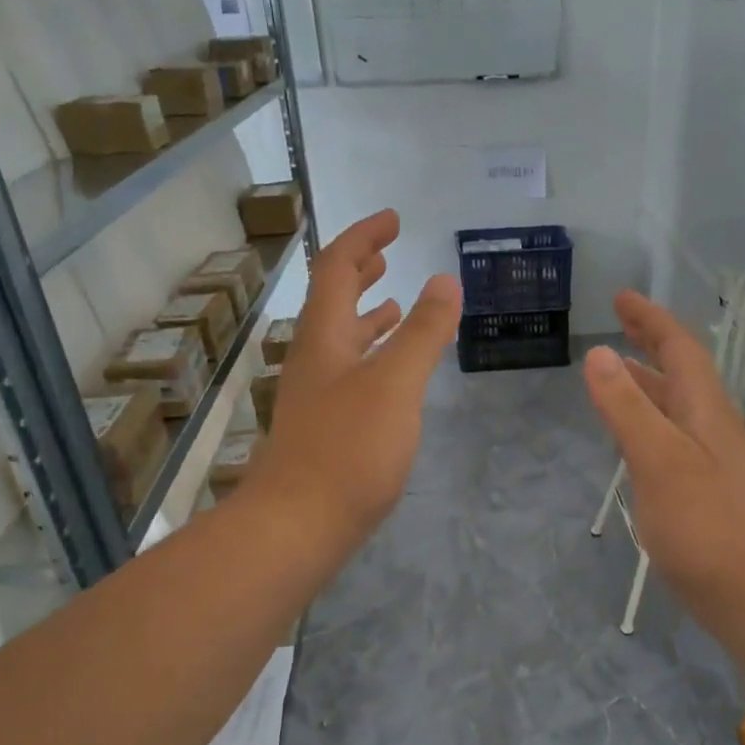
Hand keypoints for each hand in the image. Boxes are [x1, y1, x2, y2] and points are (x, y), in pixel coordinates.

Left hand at [249, 209, 460, 545]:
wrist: (299, 524)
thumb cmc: (348, 449)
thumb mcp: (394, 384)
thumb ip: (421, 332)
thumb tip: (445, 280)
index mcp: (324, 337)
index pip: (336, 268)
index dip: (363, 238)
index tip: (393, 220)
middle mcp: (314, 359)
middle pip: (331, 300)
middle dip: (359, 270)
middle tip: (388, 253)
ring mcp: (317, 395)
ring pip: (341, 339)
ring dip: (365, 313)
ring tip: (393, 301)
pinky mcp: (326, 427)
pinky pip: (350, 373)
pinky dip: (372, 356)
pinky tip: (390, 372)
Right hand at [583, 290, 744, 597]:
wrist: (742, 585)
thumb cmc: (699, 519)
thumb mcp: (656, 456)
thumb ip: (627, 406)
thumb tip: (600, 354)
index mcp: (704, 408)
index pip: (680, 348)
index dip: (651, 320)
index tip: (621, 298)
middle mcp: (710, 424)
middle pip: (681, 370)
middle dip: (650, 342)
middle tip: (617, 324)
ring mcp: (706, 456)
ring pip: (675, 403)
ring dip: (647, 380)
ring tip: (615, 371)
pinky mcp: (698, 485)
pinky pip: (668, 433)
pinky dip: (646, 417)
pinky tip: (629, 434)